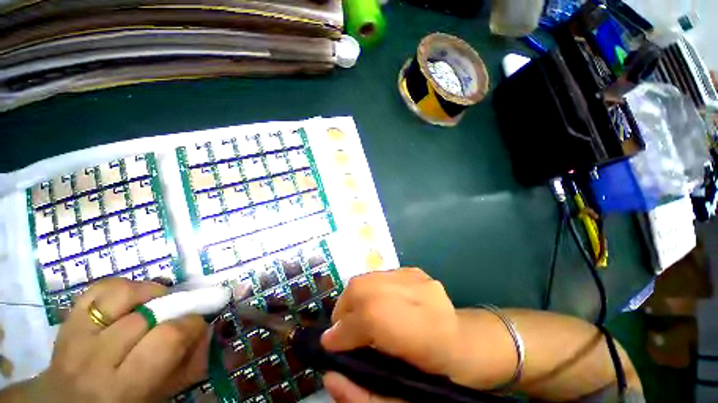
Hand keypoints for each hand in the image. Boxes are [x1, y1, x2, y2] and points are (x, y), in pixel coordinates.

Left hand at [15, 278, 208, 401]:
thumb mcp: (159, 396)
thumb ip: (189, 365)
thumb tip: (210, 330)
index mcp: (121, 387)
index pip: (168, 338)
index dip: (191, 324)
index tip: (198, 324)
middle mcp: (94, 359)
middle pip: (147, 314)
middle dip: (174, 307)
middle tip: (180, 313)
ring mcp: (75, 335)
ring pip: (121, 293)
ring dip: (148, 292)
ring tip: (155, 302)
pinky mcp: (67, 319)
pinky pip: (98, 289)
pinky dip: (122, 287)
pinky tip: (130, 299)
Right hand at [320, 268, 459, 402]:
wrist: (470, 342)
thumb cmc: (442, 376)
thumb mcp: (407, 402)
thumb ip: (364, 395)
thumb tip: (331, 375)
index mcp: (426, 333)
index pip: (371, 316)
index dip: (344, 330)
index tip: (329, 346)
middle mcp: (420, 295)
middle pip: (362, 287)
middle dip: (343, 310)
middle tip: (341, 333)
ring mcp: (416, 276)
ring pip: (366, 278)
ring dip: (352, 299)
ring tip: (355, 319)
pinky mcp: (412, 270)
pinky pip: (376, 276)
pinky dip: (366, 291)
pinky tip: (374, 306)